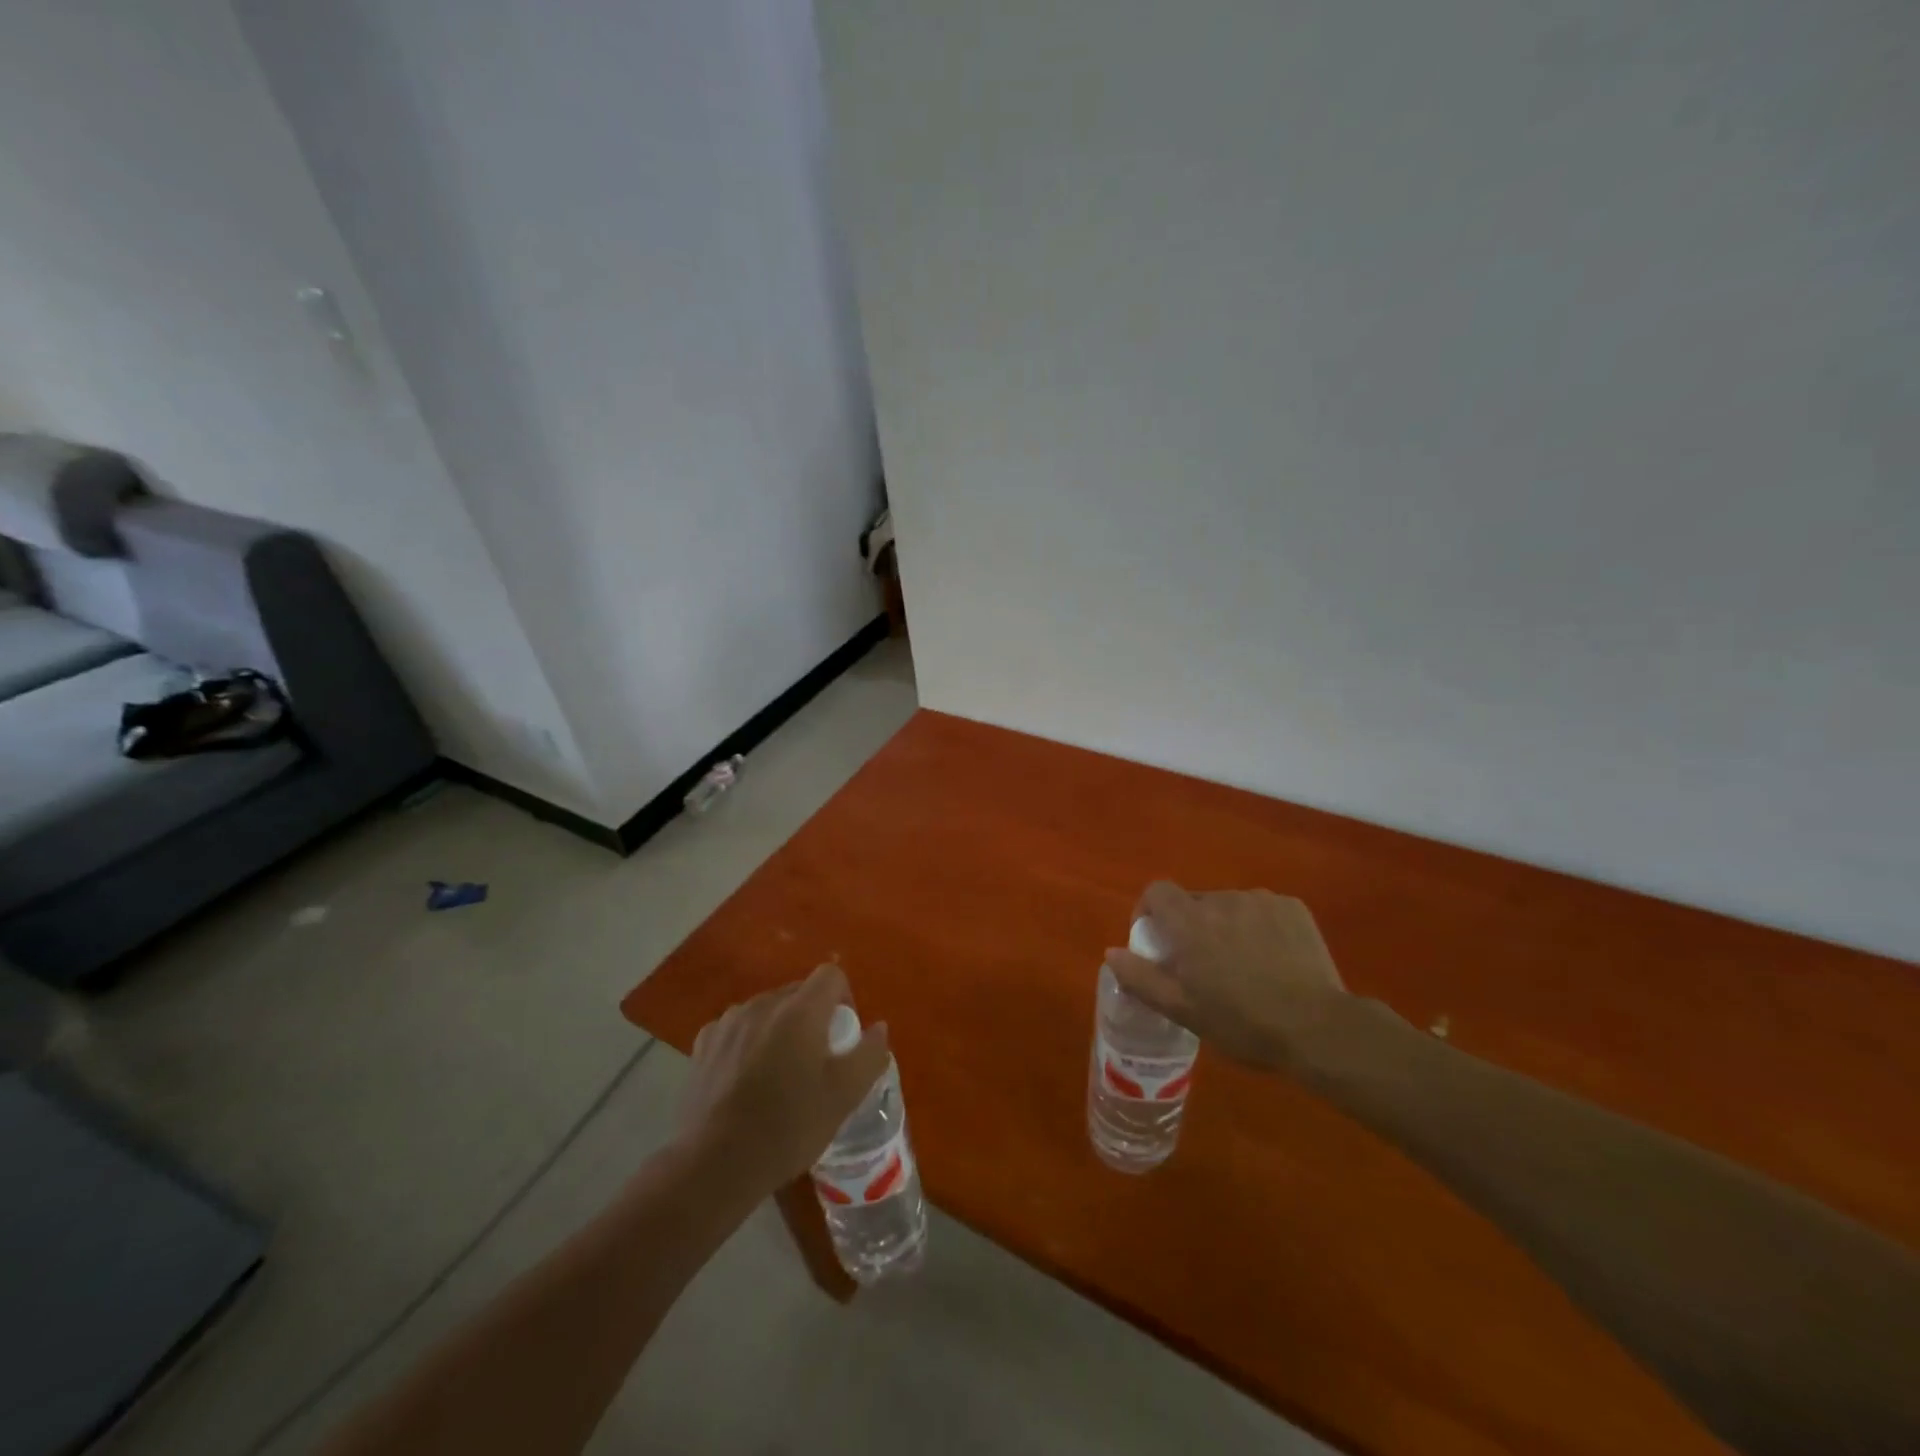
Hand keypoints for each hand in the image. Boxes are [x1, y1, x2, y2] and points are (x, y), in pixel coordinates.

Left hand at [678, 964, 890, 1193]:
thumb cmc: (788, 1128)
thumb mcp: (845, 1096)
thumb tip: (877, 1027)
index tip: (842, 1038)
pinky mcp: (704, 1043)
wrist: (714, 1165)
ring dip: (780, 1029)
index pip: (831, 975)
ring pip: (767, 1010)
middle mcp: (763, 1004)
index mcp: (800, 1010)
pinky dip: (749, 1042)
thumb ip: (869, 1054)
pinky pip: (738, 1028)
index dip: (844, 1000)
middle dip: (813, 1017)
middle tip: (815, 1062)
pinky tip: (746, 1079)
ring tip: (779, 1073)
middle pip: (799, 992)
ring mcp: (729, 1022)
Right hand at [1104, 882, 1348, 1073]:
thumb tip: (1112, 952)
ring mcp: (1261, 900)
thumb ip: (1141, 978)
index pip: (1157, 891)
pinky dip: (1258, 927)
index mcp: (1190, 921)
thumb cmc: (1242, 1022)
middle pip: (1194, 901)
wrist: (1318, 1028)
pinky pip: (1262, 910)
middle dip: (1191, 926)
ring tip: (1243, 966)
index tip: (1156, 941)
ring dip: (1226, 926)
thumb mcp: (1183, 1010)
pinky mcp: (1293, 908)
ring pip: (1230, 907)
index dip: (1150, 911)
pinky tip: (1273, 960)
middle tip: (1203, 966)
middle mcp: (1223, 900)